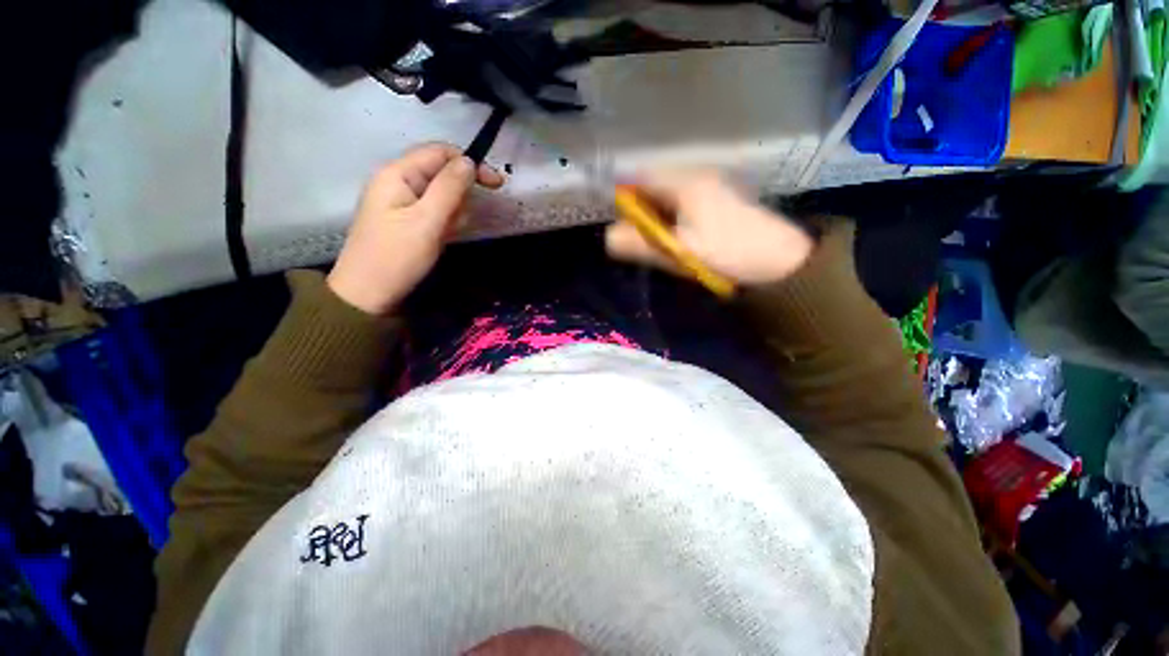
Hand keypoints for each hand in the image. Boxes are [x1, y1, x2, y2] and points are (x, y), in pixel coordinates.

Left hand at [327, 143, 503, 314]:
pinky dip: (444, 222)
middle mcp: (398, 181)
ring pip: (441, 195)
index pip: (440, 152)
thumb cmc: (397, 257)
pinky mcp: (406, 219)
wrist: (368, 294)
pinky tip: (441, 238)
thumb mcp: (427, 221)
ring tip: (446, 234)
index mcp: (398, 173)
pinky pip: (434, 211)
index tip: (497, 185)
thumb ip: (450, 188)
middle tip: (460, 222)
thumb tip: (469, 161)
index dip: (470, 163)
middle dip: (459, 195)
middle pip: (442, 172)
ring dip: (453, 212)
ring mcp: (401, 201)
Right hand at [605, 171, 813, 285]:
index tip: (616, 222)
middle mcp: (697, 176)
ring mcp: (710, 186)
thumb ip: (641, 244)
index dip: (622, 196)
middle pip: (653, 186)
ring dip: (656, 218)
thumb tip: (608, 237)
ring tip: (658, 243)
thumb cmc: (728, 254)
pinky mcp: (719, 199)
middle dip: (640, 211)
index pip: (640, 177)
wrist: (781, 262)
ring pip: (668, 197)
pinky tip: (677, 239)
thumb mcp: (679, 252)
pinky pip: (683, 204)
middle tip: (637, 240)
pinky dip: (672, 220)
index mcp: (685, 183)